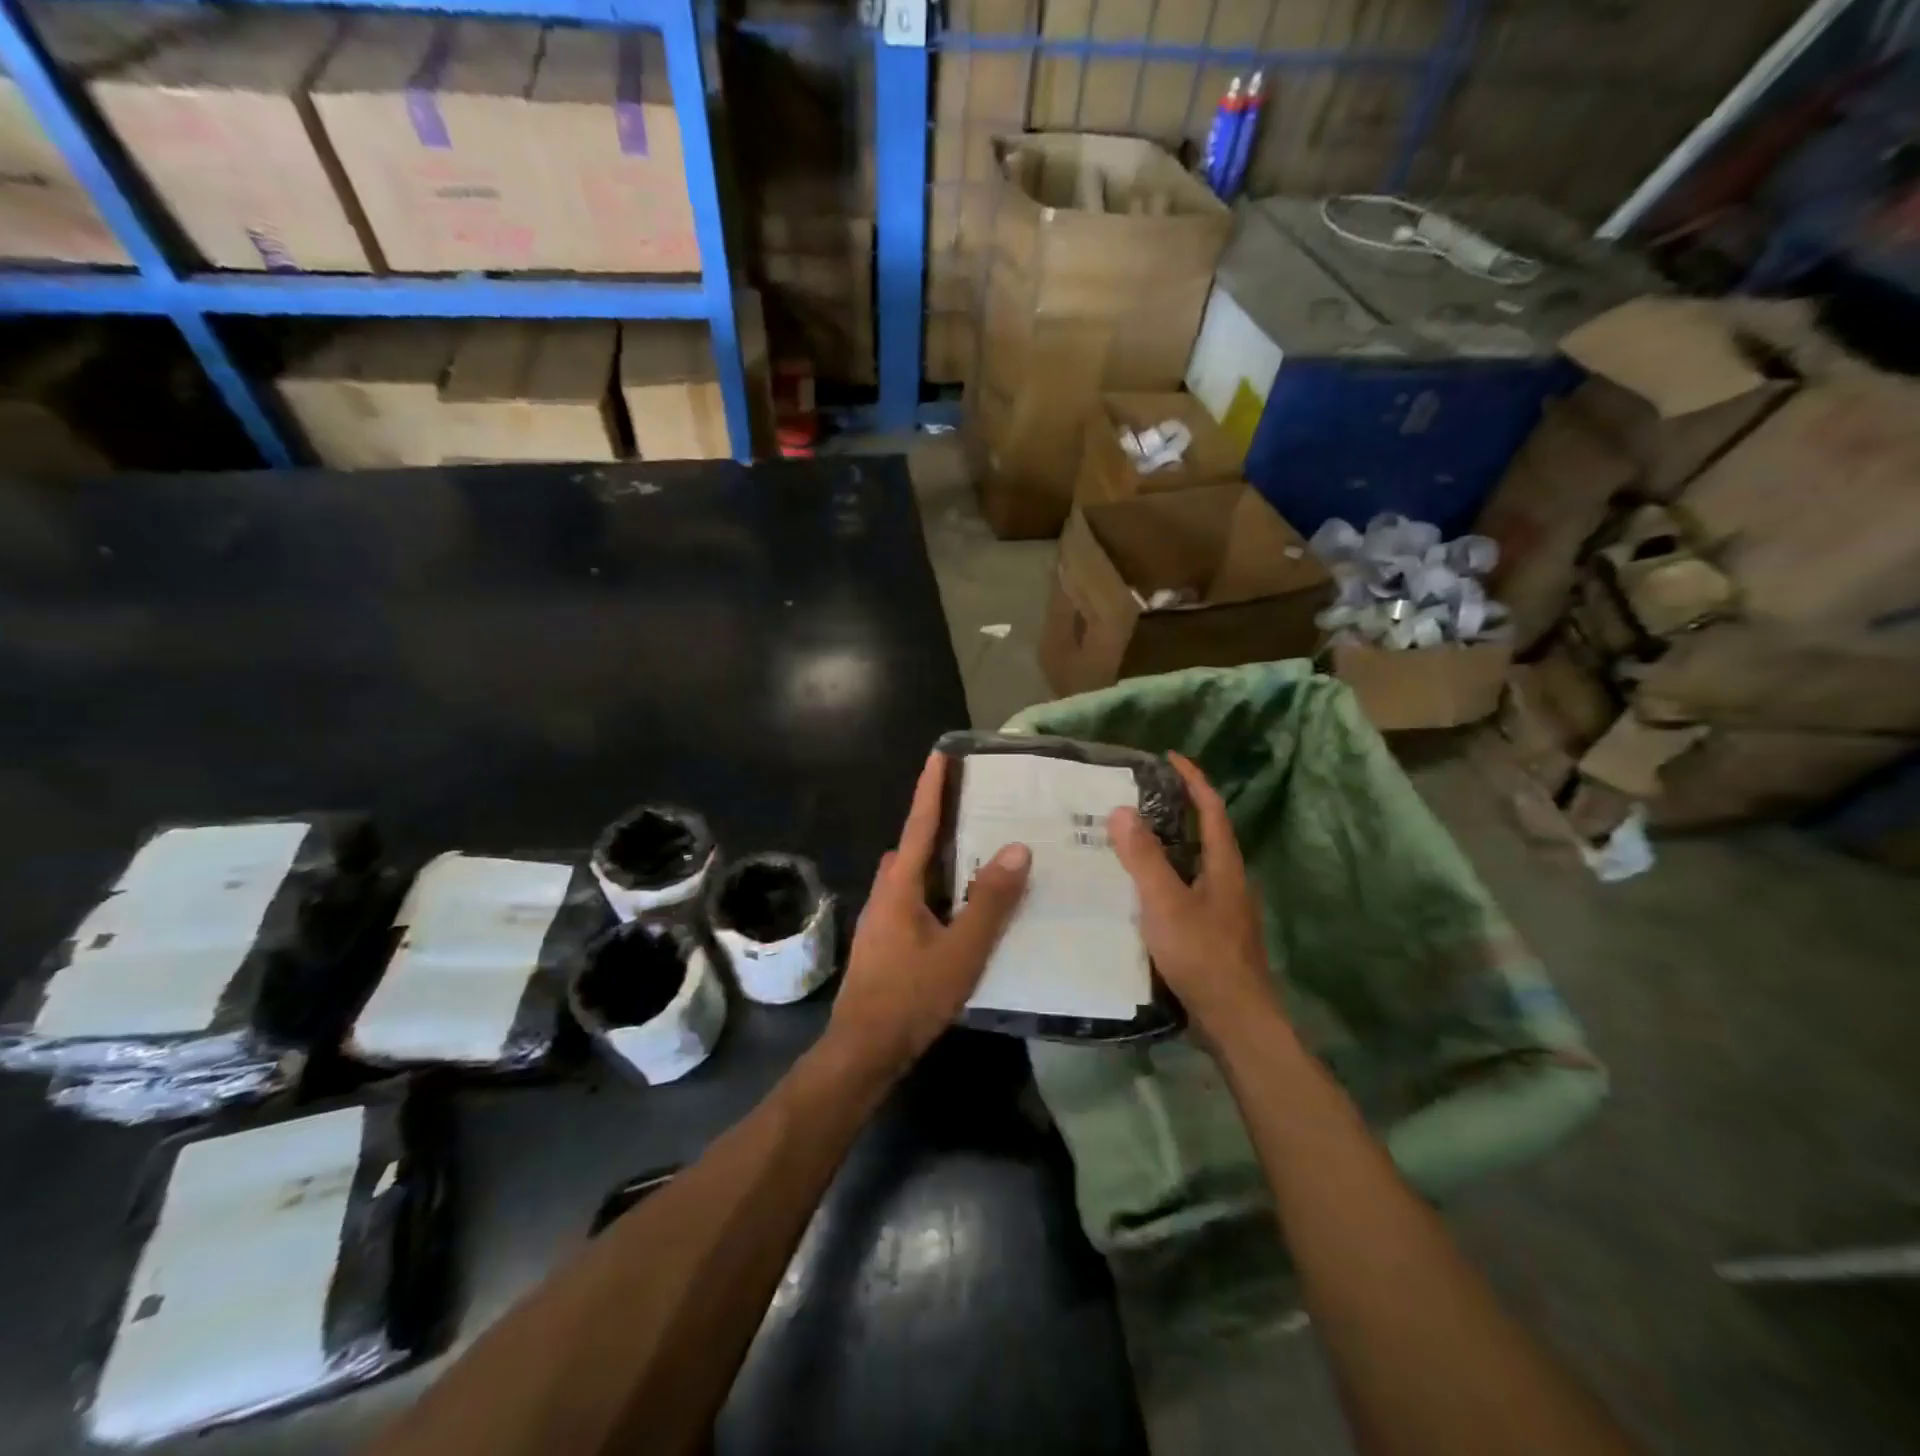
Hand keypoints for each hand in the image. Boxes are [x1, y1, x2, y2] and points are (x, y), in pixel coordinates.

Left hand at [825, 751, 1031, 1080]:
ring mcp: (883, 918)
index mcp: (901, 886)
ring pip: (916, 875)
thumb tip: (1016, 848)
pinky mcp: (887, 940)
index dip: (932, 788)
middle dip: (941, 821)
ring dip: (942, 858)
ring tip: (980, 851)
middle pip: (916, 846)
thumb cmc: (911, 996)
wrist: (864, 1049)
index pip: (920, 824)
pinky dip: (940, 888)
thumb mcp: (962, 950)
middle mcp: (887, 892)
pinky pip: (917, 898)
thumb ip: (990, 901)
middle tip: (977, 805)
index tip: (941, 754)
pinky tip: (964, 905)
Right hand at [1107, 752, 1276, 1041]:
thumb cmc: (1203, 956)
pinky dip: (1161, 876)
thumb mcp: (1166, 904)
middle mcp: (1226, 881)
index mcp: (1224, 866)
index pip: (1211, 810)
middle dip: (1176, 809)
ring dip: (1166, 844)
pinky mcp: (1209, 933)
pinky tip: (1135, 889)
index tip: (1170, 757)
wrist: (1235, 1022)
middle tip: (1137, 796)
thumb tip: (1123, 810)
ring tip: (1127, 836)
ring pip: (1192, 863)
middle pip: (1204, 833)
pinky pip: (1183, 889)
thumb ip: (1144, 858)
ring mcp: (1220, 909)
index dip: (1193, 780)